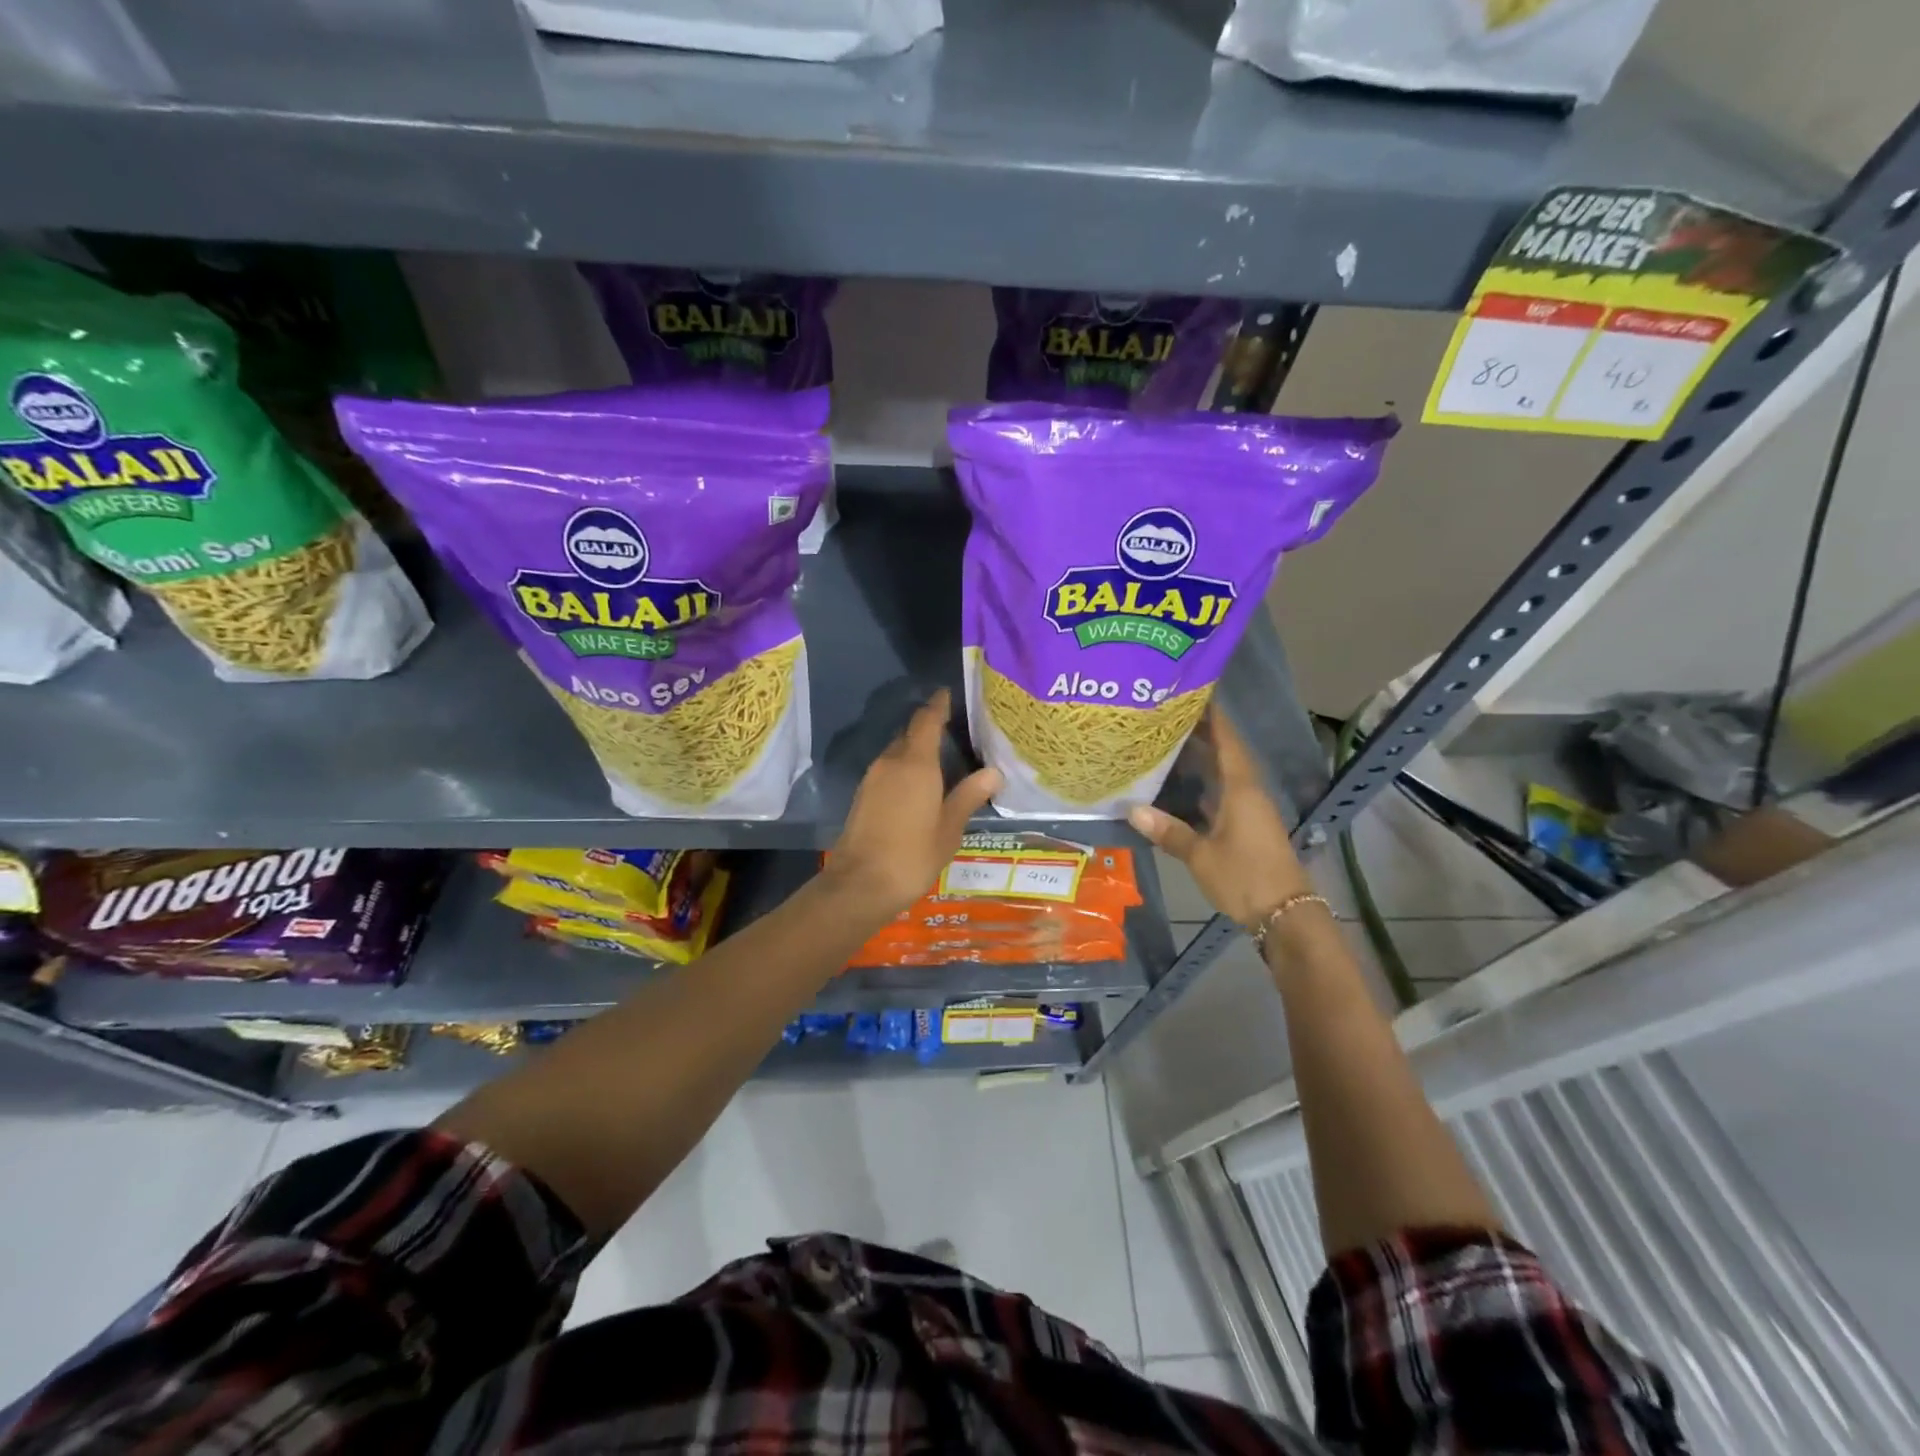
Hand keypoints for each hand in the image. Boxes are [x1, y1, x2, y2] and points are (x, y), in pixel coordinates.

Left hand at [826, 690, 1002, 922]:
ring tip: (942, 757)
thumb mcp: (949, 828)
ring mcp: (873, 778)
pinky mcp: (864, 795)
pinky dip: (906, 767)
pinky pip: (889, 769)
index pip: (927, 720)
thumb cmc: (912, 855)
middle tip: (956, 729)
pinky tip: (920, 783)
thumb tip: (993, 772)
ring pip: (897, 752)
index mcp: (916, 763)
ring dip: (916, 749)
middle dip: (929, 727)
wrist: (860, 884)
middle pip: (910, 733)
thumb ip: (968, 796)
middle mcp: (891, 762)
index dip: (938, 705)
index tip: (949, 693)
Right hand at [1128, 706, 1313, 927]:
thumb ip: (1169, 831)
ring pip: (1223, 774)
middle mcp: (1248, 792)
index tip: (1193, 692)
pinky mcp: (1247, 827)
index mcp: (1241, 788)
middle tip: (1167, 715)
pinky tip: (1181, 785)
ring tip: (1168, 742)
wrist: (1285, 915)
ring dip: (1202, 758)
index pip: (1227, 740)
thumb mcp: (1201, 855)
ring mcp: (1249, 810)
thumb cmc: (1244, 877)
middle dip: (1201, 733)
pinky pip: (1222, 793)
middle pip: (1225, 752)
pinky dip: (1203, 784)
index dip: (1212, 716)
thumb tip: (1132, 810)